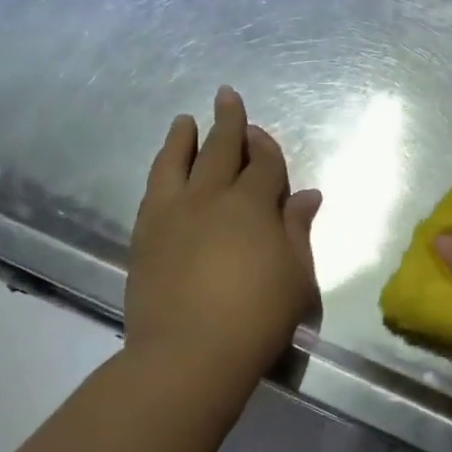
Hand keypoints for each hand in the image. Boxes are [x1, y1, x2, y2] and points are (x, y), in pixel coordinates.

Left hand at [124, 87, 321, 412]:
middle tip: (226, 96)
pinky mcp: (145, 237)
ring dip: (182, 138)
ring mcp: (172, 216)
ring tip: (184, 120)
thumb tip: (307, 195)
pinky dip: (161, 171)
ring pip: (176, 163)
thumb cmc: (258, 314)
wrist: (188, 355)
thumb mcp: (295, 272)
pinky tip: (164, 170)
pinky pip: (153, 191)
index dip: (266, 147)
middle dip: (227, 121)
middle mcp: (210, 198)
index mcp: (252, 204)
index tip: (261, 134)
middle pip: (220, 150)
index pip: (263, 164)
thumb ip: (297, 229)